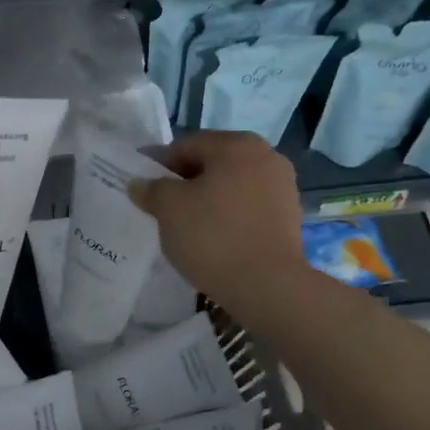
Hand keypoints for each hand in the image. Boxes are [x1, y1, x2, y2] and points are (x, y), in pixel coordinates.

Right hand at [128, 131, 305, 313]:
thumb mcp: (168, 208)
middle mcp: (265, 155)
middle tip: (161, 208)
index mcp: (236, 144)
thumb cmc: (213, 235)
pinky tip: (213, 238)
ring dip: (206, 199)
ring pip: (230, 185)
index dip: (158, 165)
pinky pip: (246, 206)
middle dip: (184, 182)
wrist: (267, 285)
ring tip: (186, 226)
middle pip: (211, 163)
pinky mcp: (289, 216)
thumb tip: (140, 184)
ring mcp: (282, 186)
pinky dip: (227, 215)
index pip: (185, 146)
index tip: (143, 189)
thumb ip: (151, 189)